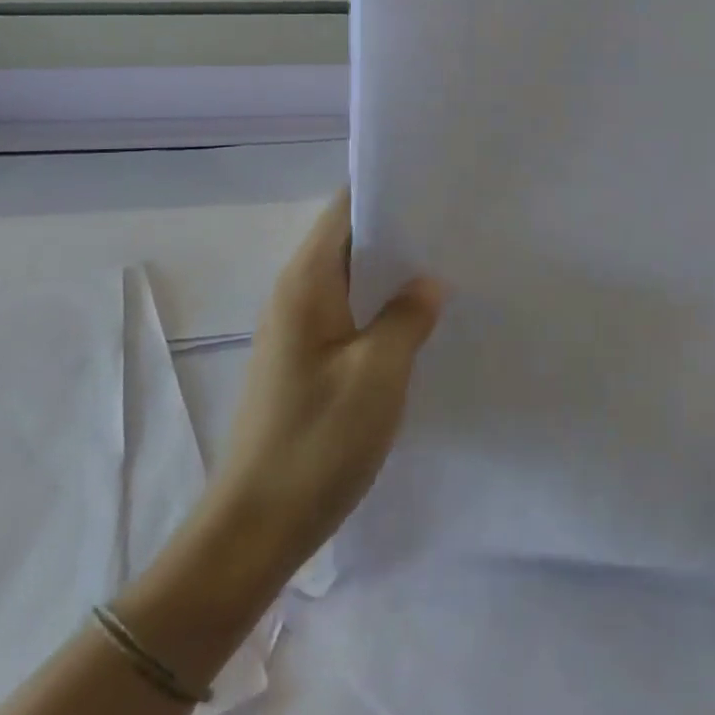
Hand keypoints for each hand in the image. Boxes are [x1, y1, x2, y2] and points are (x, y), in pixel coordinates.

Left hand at [202, 189, 442, 583]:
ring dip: (395, 269)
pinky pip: (351, 311)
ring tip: (450, 263)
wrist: (255, 529)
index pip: (346, 208)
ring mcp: (299, 328)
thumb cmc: (317, 442)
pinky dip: (384, 304)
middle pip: (350, 238)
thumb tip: (430, 281)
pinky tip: (421, 317)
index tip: (440, 185)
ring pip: (352, 277)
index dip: (390, 189)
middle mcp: (296, 294)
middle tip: (458, 225)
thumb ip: (408, 315)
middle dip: (401, 227)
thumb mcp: (379, 372)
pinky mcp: (307, 359)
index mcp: (306, 282)